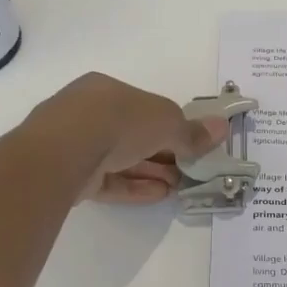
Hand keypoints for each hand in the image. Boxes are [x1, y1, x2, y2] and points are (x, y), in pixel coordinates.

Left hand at [29, 72, 228, 203]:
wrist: (64, 152)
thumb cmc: (118, 120)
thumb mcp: (166, 122)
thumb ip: (192, 131)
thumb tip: (222, 128)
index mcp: (106, 90)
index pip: (144, 106)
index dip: (170, 125)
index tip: (191, 144)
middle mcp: (87, 113)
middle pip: (133, 134)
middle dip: (163, 152)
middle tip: (189, 170)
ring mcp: (75, 146)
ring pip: (120, 159)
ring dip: (152, 171)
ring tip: (179, 187)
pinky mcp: (70, 176)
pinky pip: (108, 181)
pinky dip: (134, 186)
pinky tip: (159, 195)